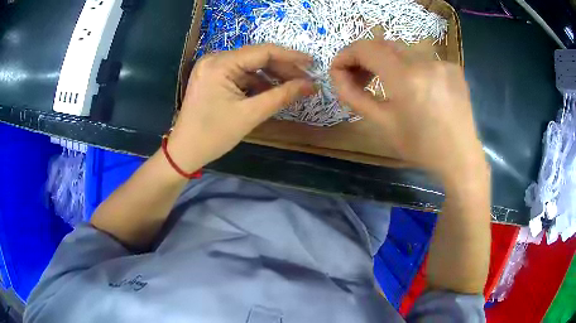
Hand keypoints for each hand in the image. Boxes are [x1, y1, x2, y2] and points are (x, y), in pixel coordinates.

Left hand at [168, 44, 315, 171]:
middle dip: (282, 68)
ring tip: (292, 87)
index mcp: (220, 64)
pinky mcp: (212, 77)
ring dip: (271, 76)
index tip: (312, 64)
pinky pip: (240, 74)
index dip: (291, 57)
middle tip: (305, 80)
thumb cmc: (214, 135)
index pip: (263, 52)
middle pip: (256, 57)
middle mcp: (215, 59)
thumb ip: (282, 96)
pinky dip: (256, 82)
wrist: (184, 152)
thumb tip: (311, 85)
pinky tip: (271, 92)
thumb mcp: (250, 115)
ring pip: (249, 66)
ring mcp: (212, 67)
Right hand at [330, 40, 486, 184]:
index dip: (346, 55)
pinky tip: (414, 88)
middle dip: (364, 58)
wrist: (461, 158)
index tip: (338, 70)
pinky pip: (422, 60)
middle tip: (358, 79)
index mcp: (406, 78)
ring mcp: (442, 62)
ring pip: (403, 52)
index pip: (366, 48)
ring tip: (384, 83)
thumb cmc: (421, 147)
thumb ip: (355, 96)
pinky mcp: (453, 67)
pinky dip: (409, 69)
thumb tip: (337, 76)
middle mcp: (425, 62)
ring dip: (387, 63)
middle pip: (383, 45)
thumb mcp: (383, 124)